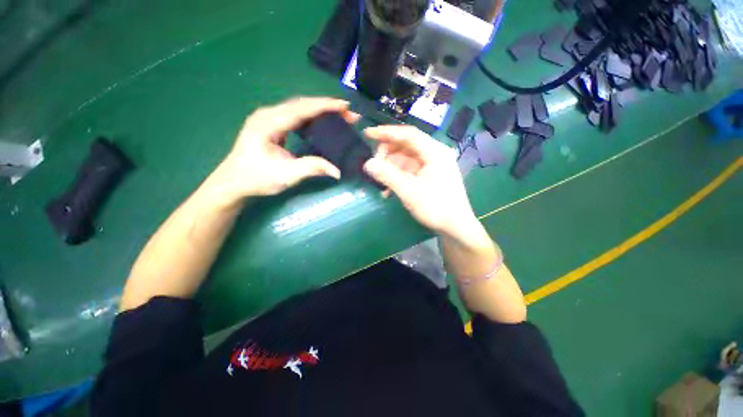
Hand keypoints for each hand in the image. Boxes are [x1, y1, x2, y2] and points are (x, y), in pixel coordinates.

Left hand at [217, 97, 359, 199]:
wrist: (233, 183)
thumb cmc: (256, 178)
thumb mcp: (286, 175)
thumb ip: (312, 168)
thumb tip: (337, 170)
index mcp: (268, 123)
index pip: (301, 108)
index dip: (325, 106)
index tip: (345, 106)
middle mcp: (268, 115)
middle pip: (302, 104)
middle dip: (327, 107)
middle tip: (348, 114)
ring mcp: (269, 119)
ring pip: (299, 108)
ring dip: (320, 111)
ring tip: (340, 116)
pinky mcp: (272, 126)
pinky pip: (295, 116)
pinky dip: (312, 118)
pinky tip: (322, 123)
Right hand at [363, 125, 477, 237]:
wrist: (455, 227)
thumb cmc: (435, 208)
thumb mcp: (410, 192)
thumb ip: (388, 176)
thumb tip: (368, 163)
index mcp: (435, 152)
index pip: (408, 135)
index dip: (386, 132)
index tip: (368, 134)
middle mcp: (435, 154)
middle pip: (406, 145)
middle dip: (388, 153)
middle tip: (374, 165)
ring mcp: (432, 165)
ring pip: (406, 158)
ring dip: (391, 167)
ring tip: (380, 180)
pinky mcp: (429, 175)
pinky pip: (409, 169)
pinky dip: (398, 176)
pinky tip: (388, 189)